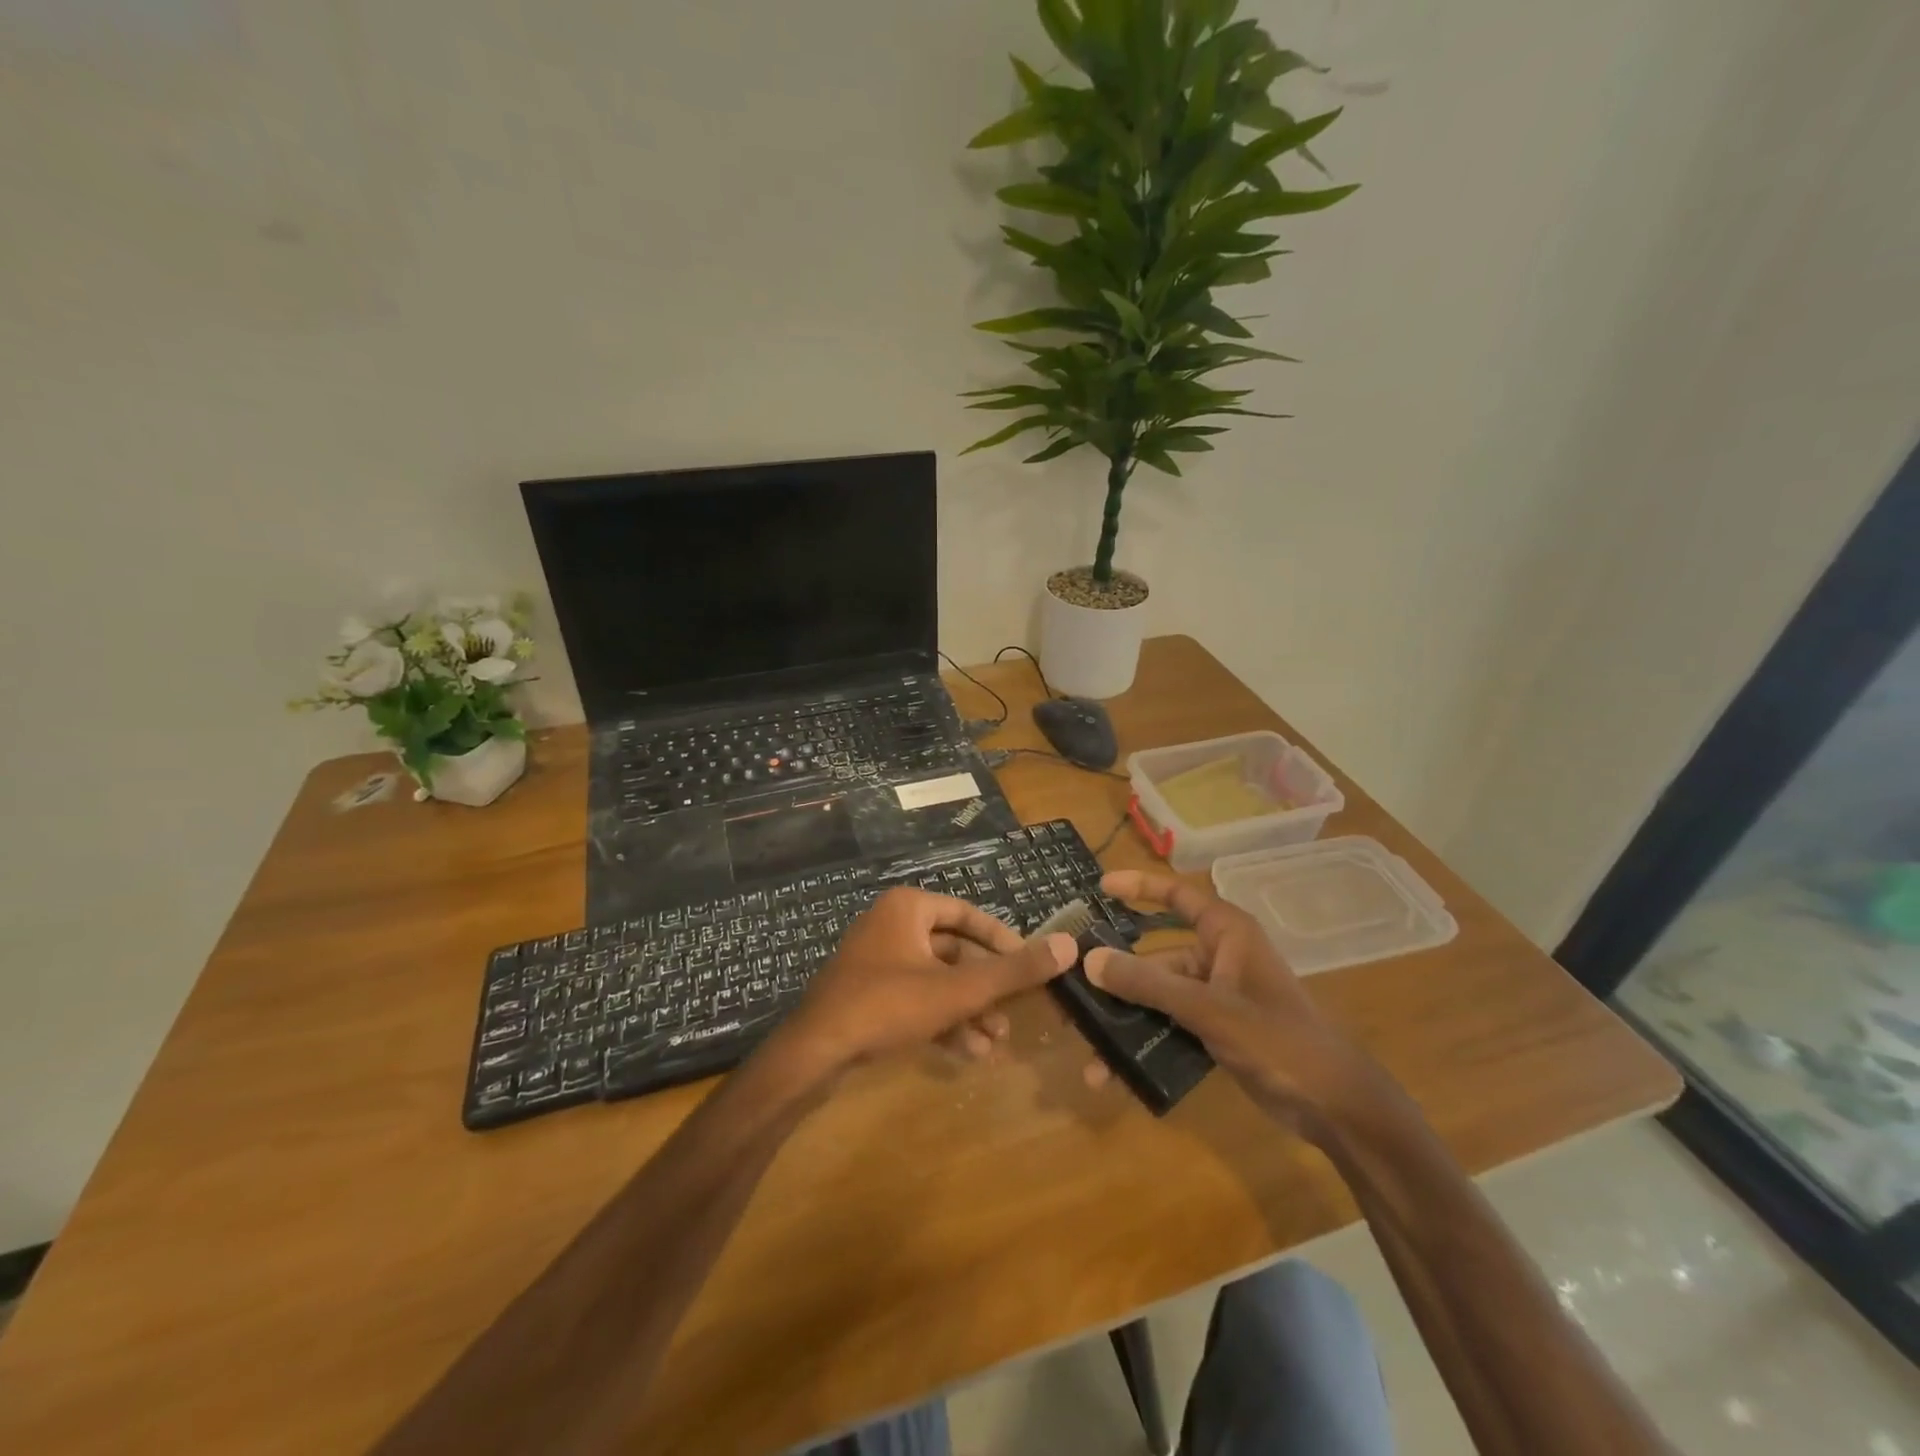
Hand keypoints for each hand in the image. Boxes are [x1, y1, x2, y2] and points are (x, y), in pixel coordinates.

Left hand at [771, 887, 1076, 1078]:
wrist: (814, 1052)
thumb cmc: (887, 1005)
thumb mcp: (957, 990)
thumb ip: (1013, 970)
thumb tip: (1069, 946)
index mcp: (909, 908)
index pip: (969, 915)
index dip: (1004, 941)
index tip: (1032, 966)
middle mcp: (893, 925)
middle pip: (955, 952)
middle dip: (987, 988)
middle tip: (1017, 1013)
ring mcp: (878, 961)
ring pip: (938, 981)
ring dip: (969, 1010)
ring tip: (998, 1041)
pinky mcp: (869, 994)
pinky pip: (917, 999)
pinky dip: (943, 1020)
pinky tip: (970, 1052)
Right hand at [1082, 870, 1387, 1138]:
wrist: (1335, 1106)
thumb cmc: (1278, 1039)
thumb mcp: (1208, 1008)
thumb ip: (1148, 984)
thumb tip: (1089, 960)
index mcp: (1227, 933)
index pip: (1177, 895)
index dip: (1139, 887)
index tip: (1100, 887)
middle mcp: (1218, 957)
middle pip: (1156, 955)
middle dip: (1117, 974)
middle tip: (1072, 986)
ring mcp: (1217, 996)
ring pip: (1159, 996)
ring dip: (1126, 1019)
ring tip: (1087, 1046)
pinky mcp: (1216, 1029)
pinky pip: (1170, 1025)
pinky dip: (1145, 1041)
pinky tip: (1115, 1072)